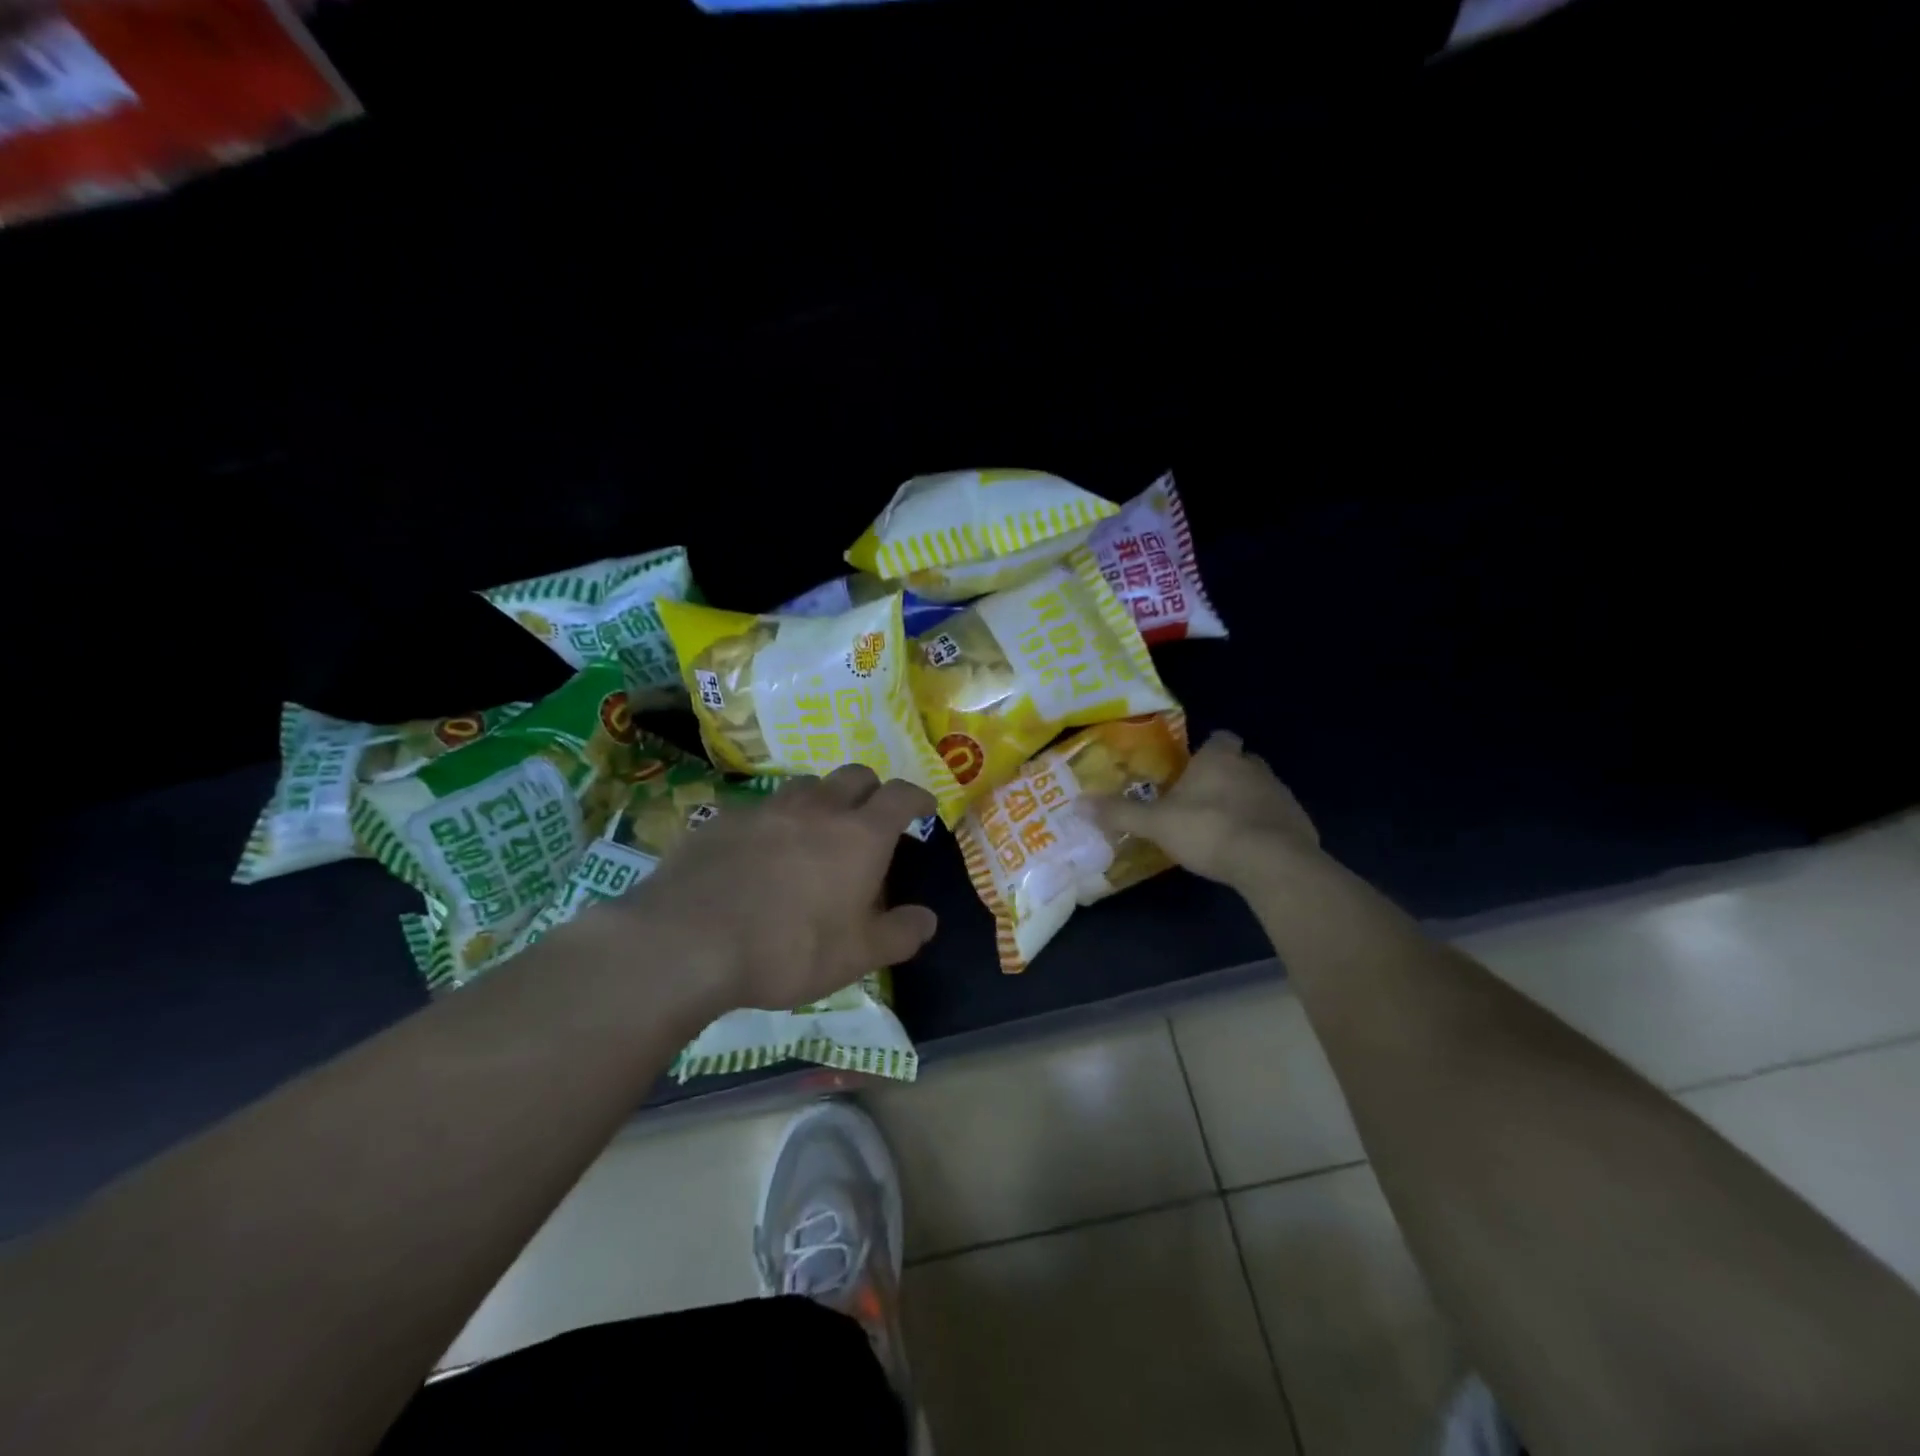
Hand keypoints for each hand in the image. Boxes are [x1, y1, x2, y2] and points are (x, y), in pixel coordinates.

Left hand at [618, 765, 938, 1013]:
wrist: (688, 941)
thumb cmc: (789, 949)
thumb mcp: (856, 956)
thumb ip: (899, 934)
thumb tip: (927, 919)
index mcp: (860, 835)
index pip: (901, 795)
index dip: (918, 798)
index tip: (924, 809)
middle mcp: (818, 808)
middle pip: (855, 775)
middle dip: (872, 789)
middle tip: (872, 818)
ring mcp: (767, 808)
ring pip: (806, 786)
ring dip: (822, 800)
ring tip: (816, 831)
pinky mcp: (723, 819)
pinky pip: (760, 809)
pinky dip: (774, 822)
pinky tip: (759, 853)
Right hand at [1086, 730, 1319, 889]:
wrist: (1272, 862)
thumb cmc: (1209, 830)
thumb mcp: (1156, 823)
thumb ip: (1120, 813)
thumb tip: (1077, 804)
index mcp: (1220, 758)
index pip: (1219, 738)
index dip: (1207, 751)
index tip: (1193, 769)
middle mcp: (1254, 767)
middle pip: (1241, 762)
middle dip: (1226, 776)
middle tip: (1203, 800)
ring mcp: (1281, 793)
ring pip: (1260, 789)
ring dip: (1246, 802)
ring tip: (1223, 828)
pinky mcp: (1300, 822)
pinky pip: (1277, 818)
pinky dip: (1264, 828)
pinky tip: (1248, 850)